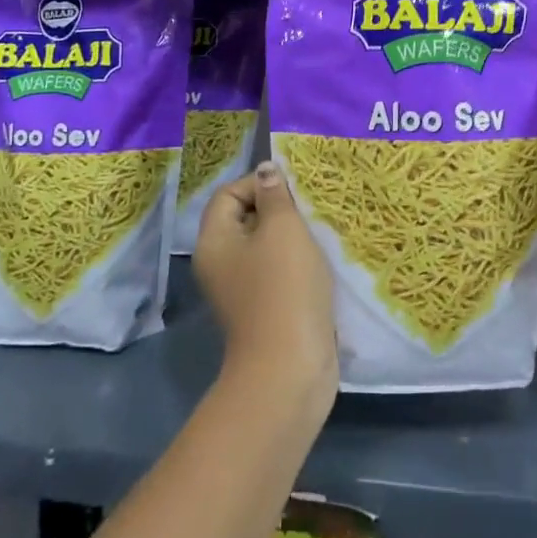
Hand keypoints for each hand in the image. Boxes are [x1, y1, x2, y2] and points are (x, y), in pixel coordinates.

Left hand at [196, 162, 338, 406]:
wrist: (290, 367)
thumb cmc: (283, 288)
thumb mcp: (283, 230)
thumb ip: (275, 196)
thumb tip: (266, 171)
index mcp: (214, 241)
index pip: (228, 193)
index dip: (259, 184)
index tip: (293, 191)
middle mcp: (220, 264)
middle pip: (246, 219)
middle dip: (279, 209)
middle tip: (311, 209)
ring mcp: (242, 290)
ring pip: (266, 247)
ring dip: (293, 237)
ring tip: (321, 233)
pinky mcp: (264, 309)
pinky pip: (278, 273)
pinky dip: (298, 264)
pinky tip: (322, 263)